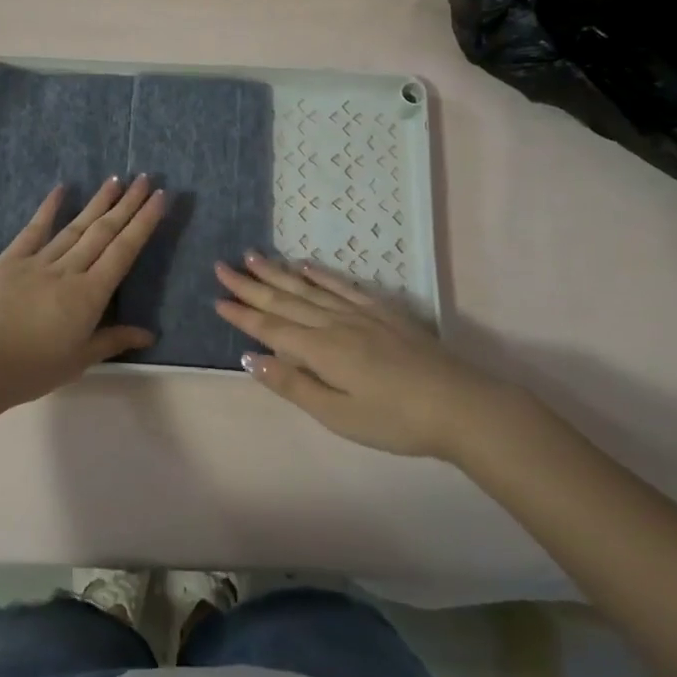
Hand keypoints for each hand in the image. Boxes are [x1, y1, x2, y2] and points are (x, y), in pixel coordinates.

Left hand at [0, 176, 165, 409]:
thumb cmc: (32, 369)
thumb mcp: (79, 360)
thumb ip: (113, 341)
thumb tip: (149, 334)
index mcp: (89, 295)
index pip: (124, 252)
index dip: (143, 223)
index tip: (159, 199)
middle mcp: (68, 270)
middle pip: (104, 232)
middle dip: (127, 205)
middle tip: (146, 179)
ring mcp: (38, 262)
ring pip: (75, 226)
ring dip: (98, 203)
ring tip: (116, 180)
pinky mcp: (10, 260)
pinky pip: (34, 230)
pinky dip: (48, 208)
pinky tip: (61, 189)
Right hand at [214, 254, 544, 460]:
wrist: (460, 405)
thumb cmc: (394, 420)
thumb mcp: (337, 415)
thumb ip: (293, 385)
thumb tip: (250, 358)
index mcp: (320, 350)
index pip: (270, 327)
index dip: (242, 314)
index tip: (217, 299)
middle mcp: (334, 323)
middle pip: (284, 300)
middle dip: (250, 285)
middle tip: (222, 266)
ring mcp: (360, 313)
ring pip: (309, 288)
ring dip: (278, 272)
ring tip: (254, 257)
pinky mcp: (383, 312)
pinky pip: (343, 286)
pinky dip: (321, 275)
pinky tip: (305, 266)